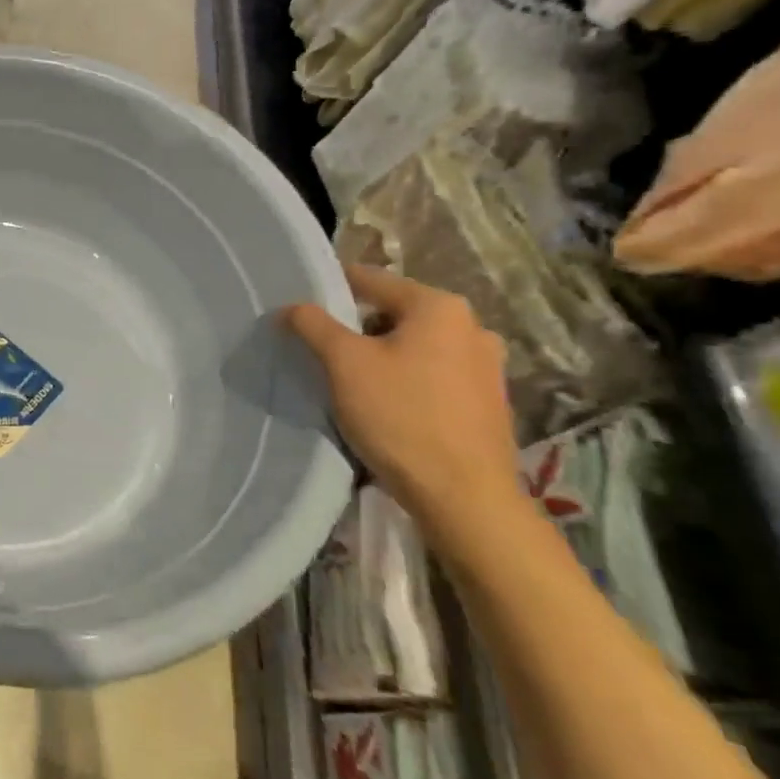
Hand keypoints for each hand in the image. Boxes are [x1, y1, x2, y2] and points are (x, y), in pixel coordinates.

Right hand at [284, 265, 523, 542]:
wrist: (465, 498)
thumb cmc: (401, 417)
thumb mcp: (343, 363)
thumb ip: (313, 324)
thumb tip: (290, 308)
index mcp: (438, 306)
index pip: (368, 279)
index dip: (328, 290)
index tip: (300, 312)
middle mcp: (471, 326)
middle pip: (392, 313)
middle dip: (356, 329)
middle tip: (324, 354)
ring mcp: (486, 365)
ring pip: (414, 346)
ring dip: (382, 357)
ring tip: (352, 384)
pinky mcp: (489, 401)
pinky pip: (434, 374)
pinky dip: (407, 380)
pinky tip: (389, 408)